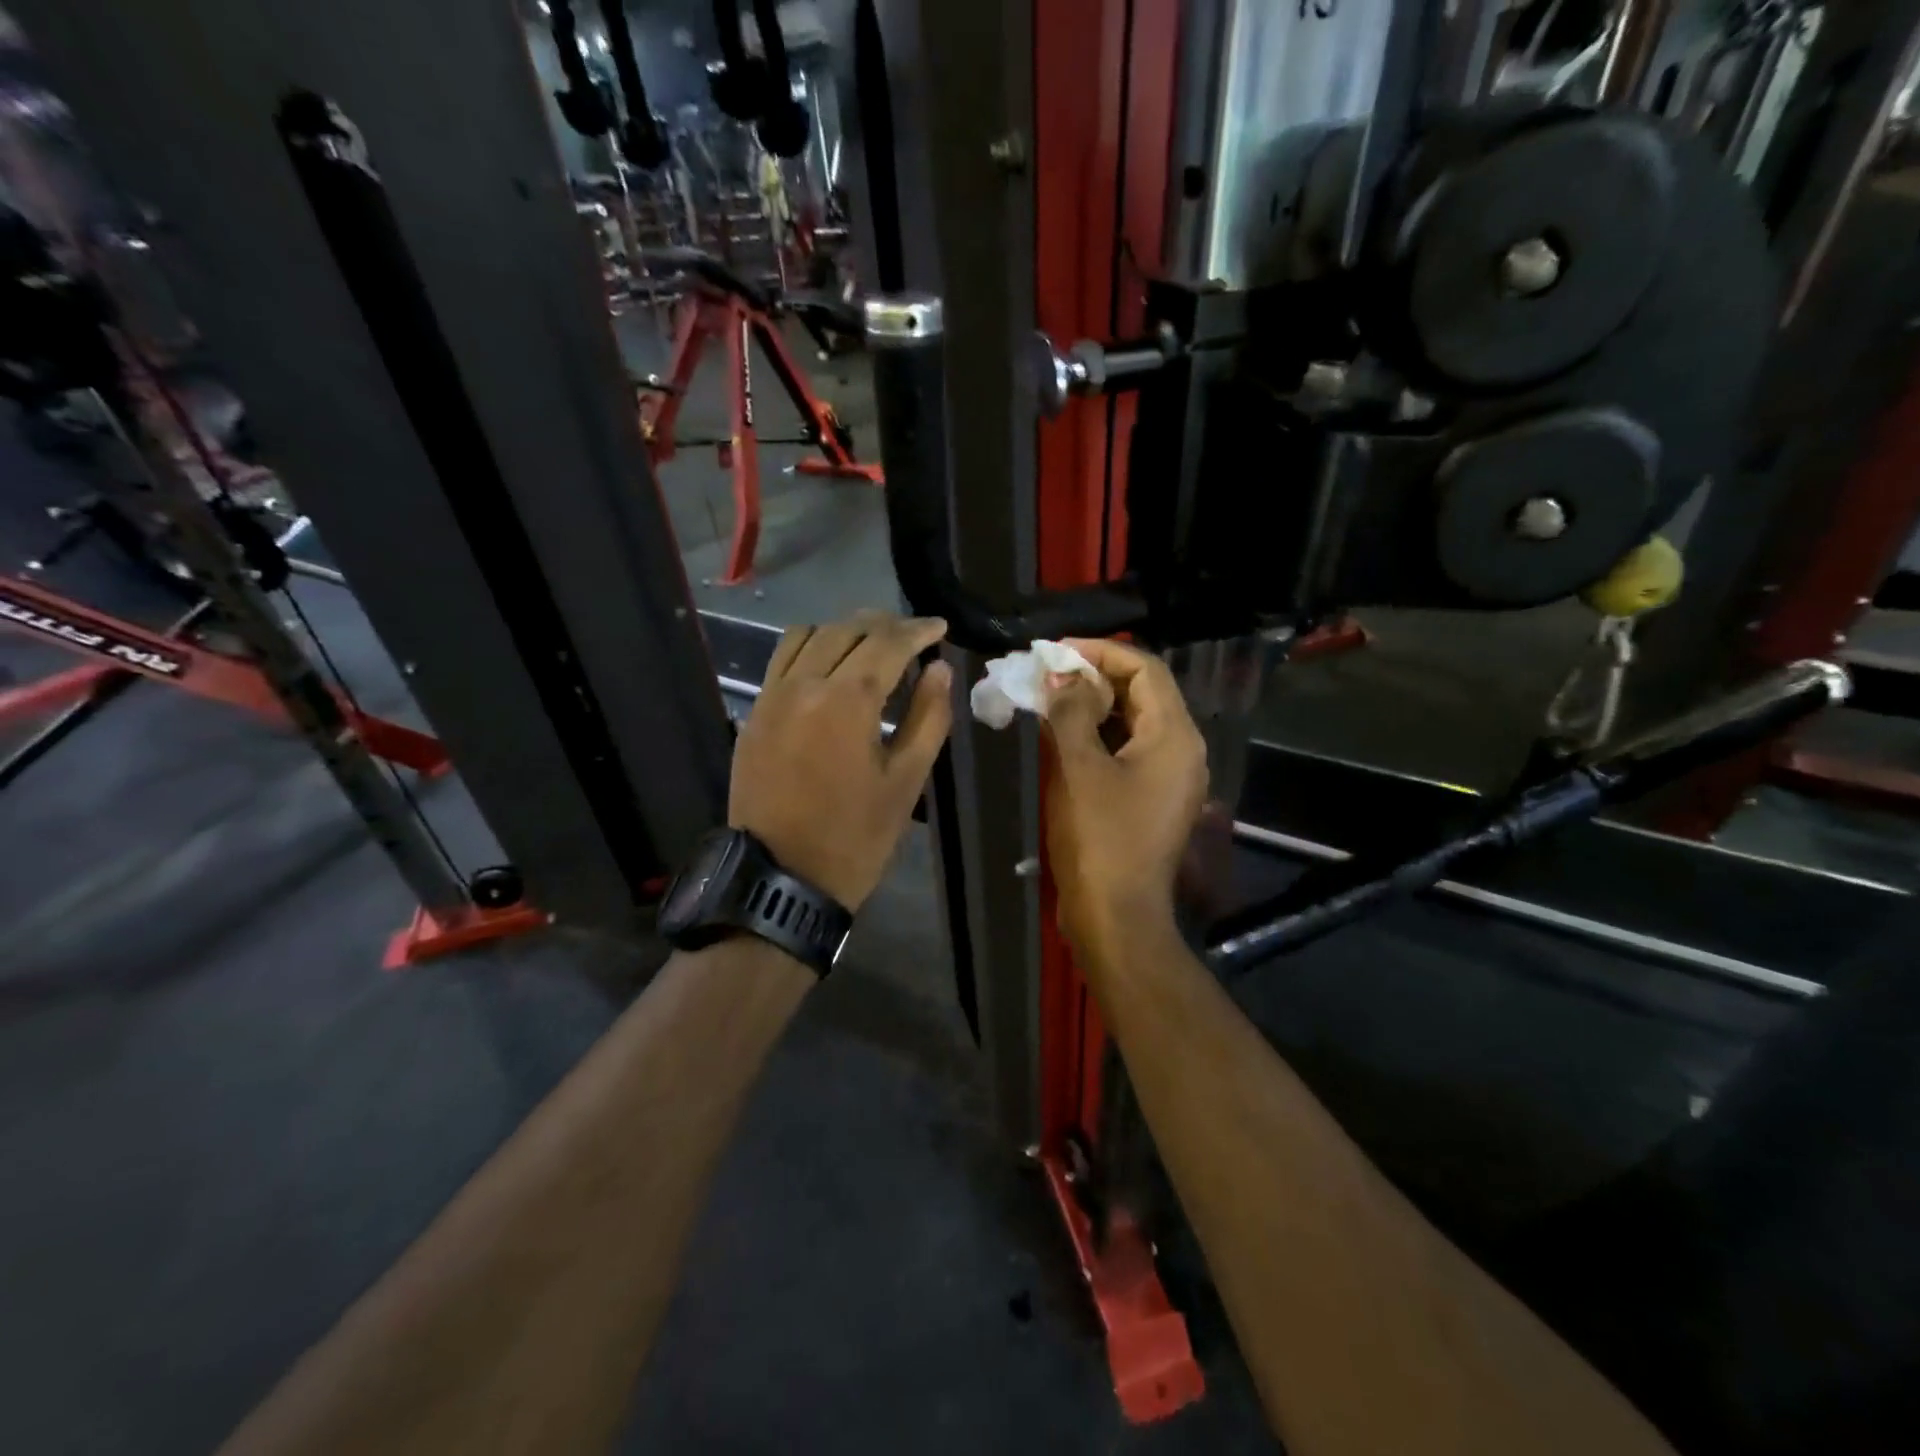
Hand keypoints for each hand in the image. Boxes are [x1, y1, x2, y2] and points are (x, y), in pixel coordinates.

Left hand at [731, 612, 952, 910]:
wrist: (781, 878)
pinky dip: (811, 646)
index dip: (917, 630)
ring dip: (846, 630)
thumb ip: (928, 717)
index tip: (939, 627)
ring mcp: (772, 696)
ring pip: (810, 635)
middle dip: (885, 626)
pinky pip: (782, 658)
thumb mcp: (905, 781)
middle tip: (913, 636)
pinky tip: (830, 664)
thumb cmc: (855, 836)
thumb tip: (939, 670)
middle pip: (847, 630)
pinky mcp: (754, 712)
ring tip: (872, 644)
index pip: (887, 643)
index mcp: (847, 702)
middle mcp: (804, 684)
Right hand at [1043, 638, 1207, 960]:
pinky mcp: (1153, 799)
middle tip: (1047, 675)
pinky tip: (1065, 738)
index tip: (1055, 652)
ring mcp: (1170, 778)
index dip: (1100, 653)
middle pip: (1143, 693)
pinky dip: (1099, 737)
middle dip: (1095, 678)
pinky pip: (1130, 751)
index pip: (1145, 669)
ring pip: (1134, 723)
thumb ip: (1070, 712)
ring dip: (1095, 707)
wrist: (1117, 916)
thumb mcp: (1078, 768)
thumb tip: (1060, 675)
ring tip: (1050, 700)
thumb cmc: (1099, 838)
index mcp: (1175, 735)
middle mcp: (1183, 750)